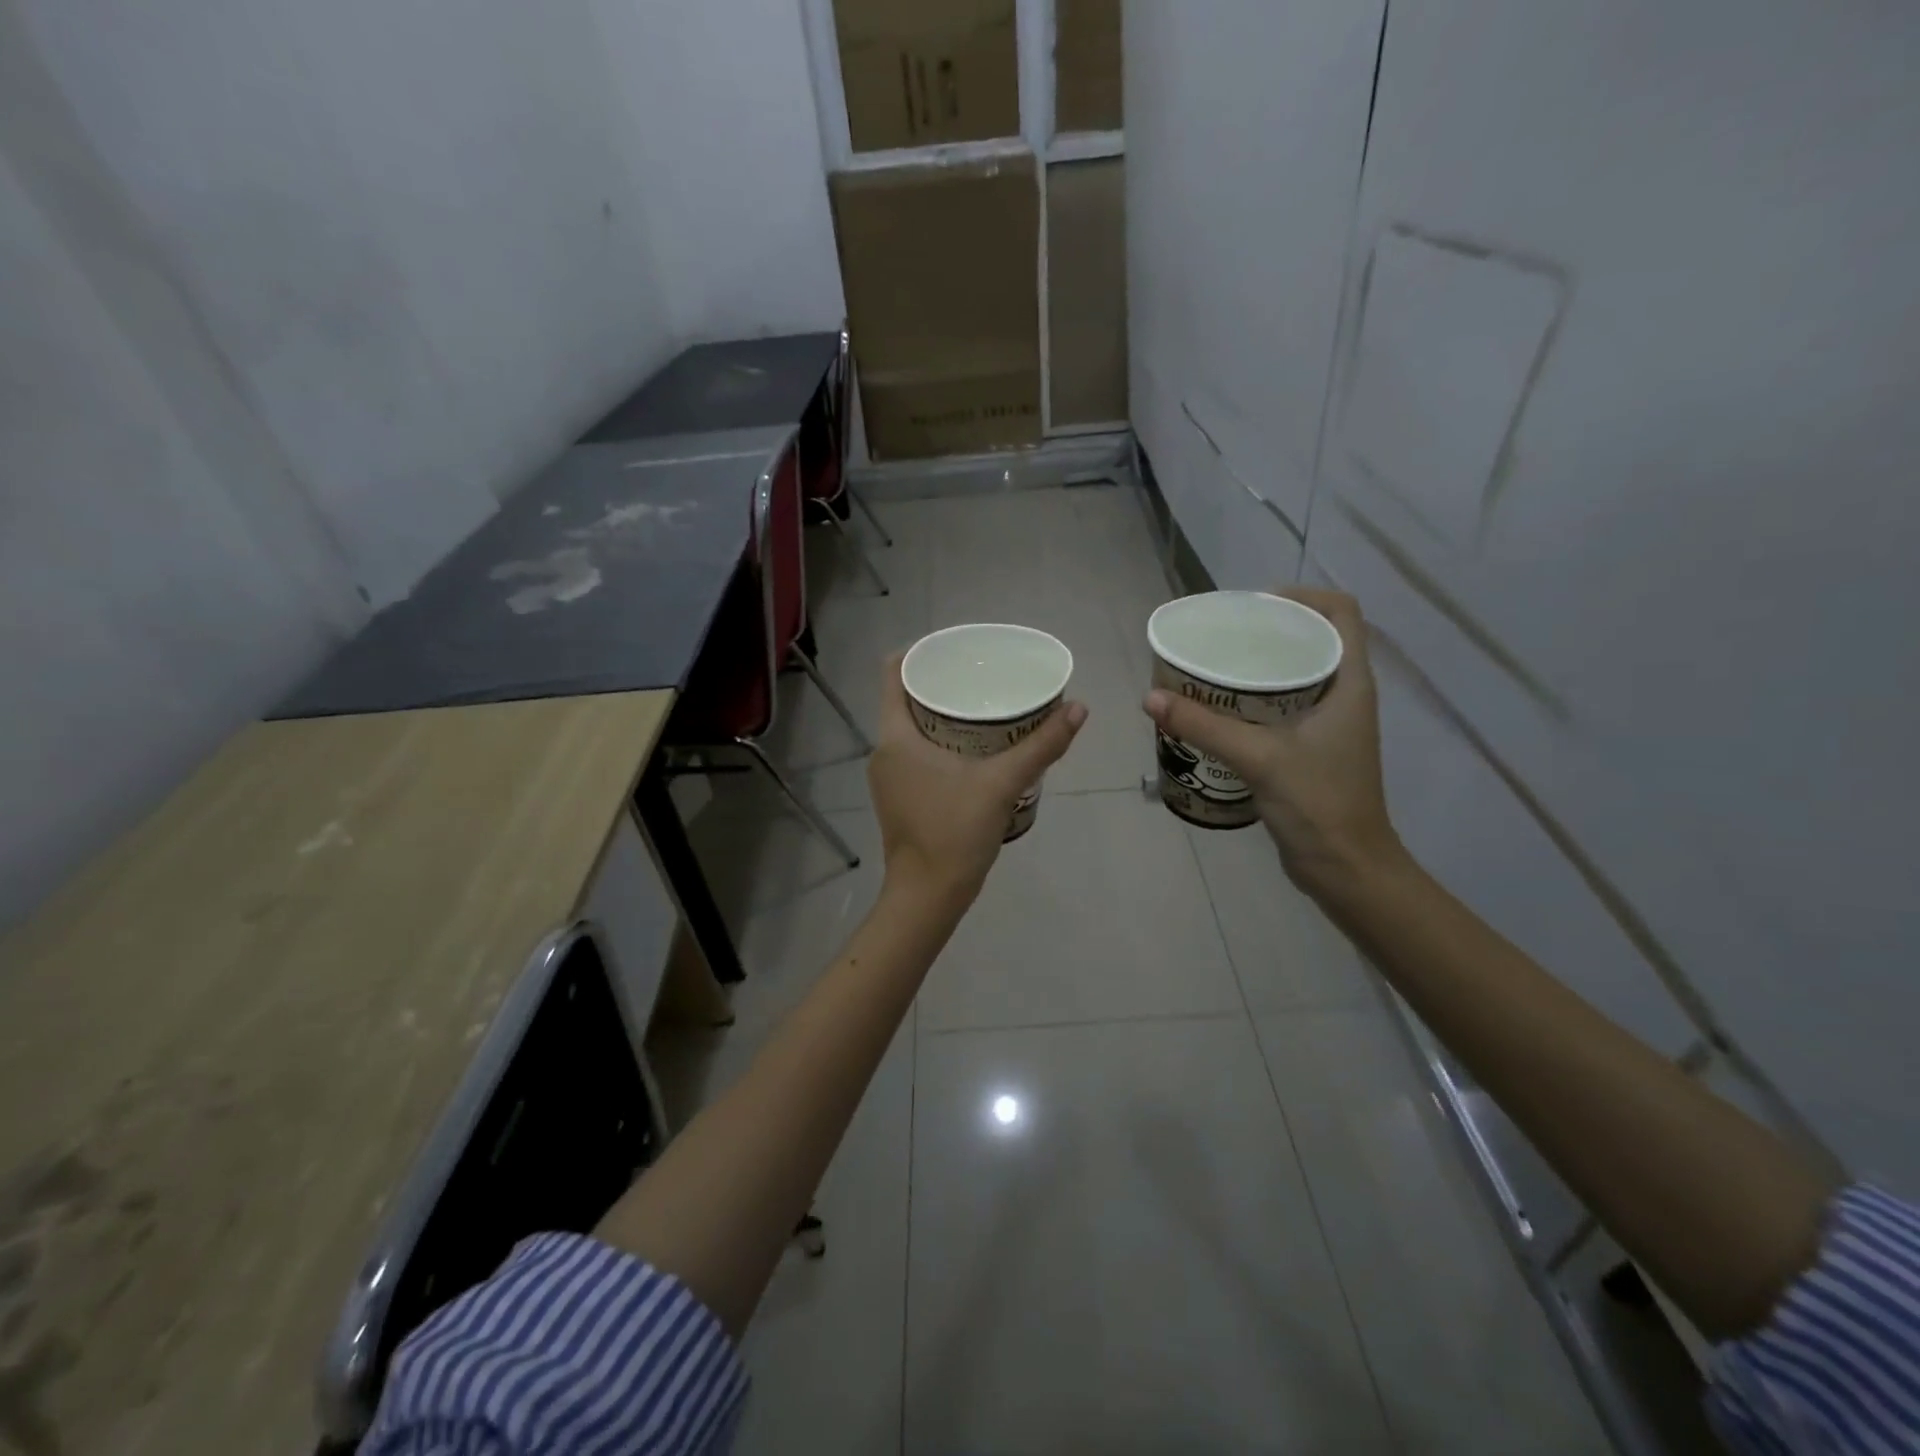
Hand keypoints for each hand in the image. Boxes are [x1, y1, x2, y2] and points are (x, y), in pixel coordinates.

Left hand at [870, 653, 1087, 906]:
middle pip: (905, 699)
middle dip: (941, 682)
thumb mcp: (1002, 784)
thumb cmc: (954, 833)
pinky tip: (974, 746)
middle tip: (980, 674)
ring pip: (911, 728)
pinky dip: (940, 740)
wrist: (927, 897)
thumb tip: (1078, 708)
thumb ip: (1041, 746)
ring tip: (981, 704)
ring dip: (941, 713)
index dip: (919, 652)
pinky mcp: (900, 797)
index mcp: (895, 737)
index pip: (893, 674)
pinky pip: (915, 752)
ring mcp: (889, 777)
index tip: (955, 647)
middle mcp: (884, 751)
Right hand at [1143, 588, 1403, 898]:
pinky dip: (1253, 699)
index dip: (1302, 596)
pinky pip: (1282, 707)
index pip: (1341, 613)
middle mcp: (1345, 696)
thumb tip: (1151, 698)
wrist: (1346, 868)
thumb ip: (1204, 725)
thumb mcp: (1258, 757)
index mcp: (1350, 683)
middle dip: (1269, 630)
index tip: (1254, 605)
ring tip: (1213, 666)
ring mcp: (1330, 724)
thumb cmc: (1318, 804)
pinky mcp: (1312, 749)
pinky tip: (1219, 709)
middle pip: (1312, 640)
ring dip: (1259, 666)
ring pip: (1296, 675)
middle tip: (1221, 636)